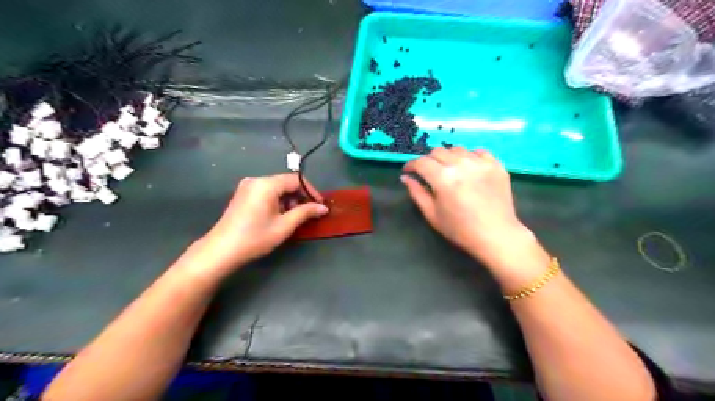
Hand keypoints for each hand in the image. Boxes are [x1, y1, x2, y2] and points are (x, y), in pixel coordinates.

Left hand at [186, 173, 325, 276]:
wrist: (221, 251)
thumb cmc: (255, 237)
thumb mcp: (284, 226)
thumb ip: (305, 213)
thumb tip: (323, 208)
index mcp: (266, 184)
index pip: (296, 180)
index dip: (311, 191)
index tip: (321, 205)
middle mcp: (256, 180)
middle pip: (286, 183)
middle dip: (300, 197)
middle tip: (310, 213)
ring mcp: (248, 187)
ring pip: (277, 188)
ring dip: (289, 200)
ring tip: (295, 218)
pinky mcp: (243, 195)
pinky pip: (267, 193)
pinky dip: (278, 202)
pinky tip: (280, 216)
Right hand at [401, 147, 542, 275]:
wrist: (496, 236)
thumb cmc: (460, 230)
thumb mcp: (432, 214)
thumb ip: (417, 193)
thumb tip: (405, 177)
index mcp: (443, 179)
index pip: (421, 162)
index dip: (411, 164)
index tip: (408, 170)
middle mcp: (461, 165)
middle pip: (438, 151)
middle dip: (428, 160)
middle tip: (428, 173)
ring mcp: (481, 163)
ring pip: (457, 149)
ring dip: (448, 157)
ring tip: (449, 170)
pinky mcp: (496, 165)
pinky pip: (478, 152)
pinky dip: (469, 156)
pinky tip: (468, 168)